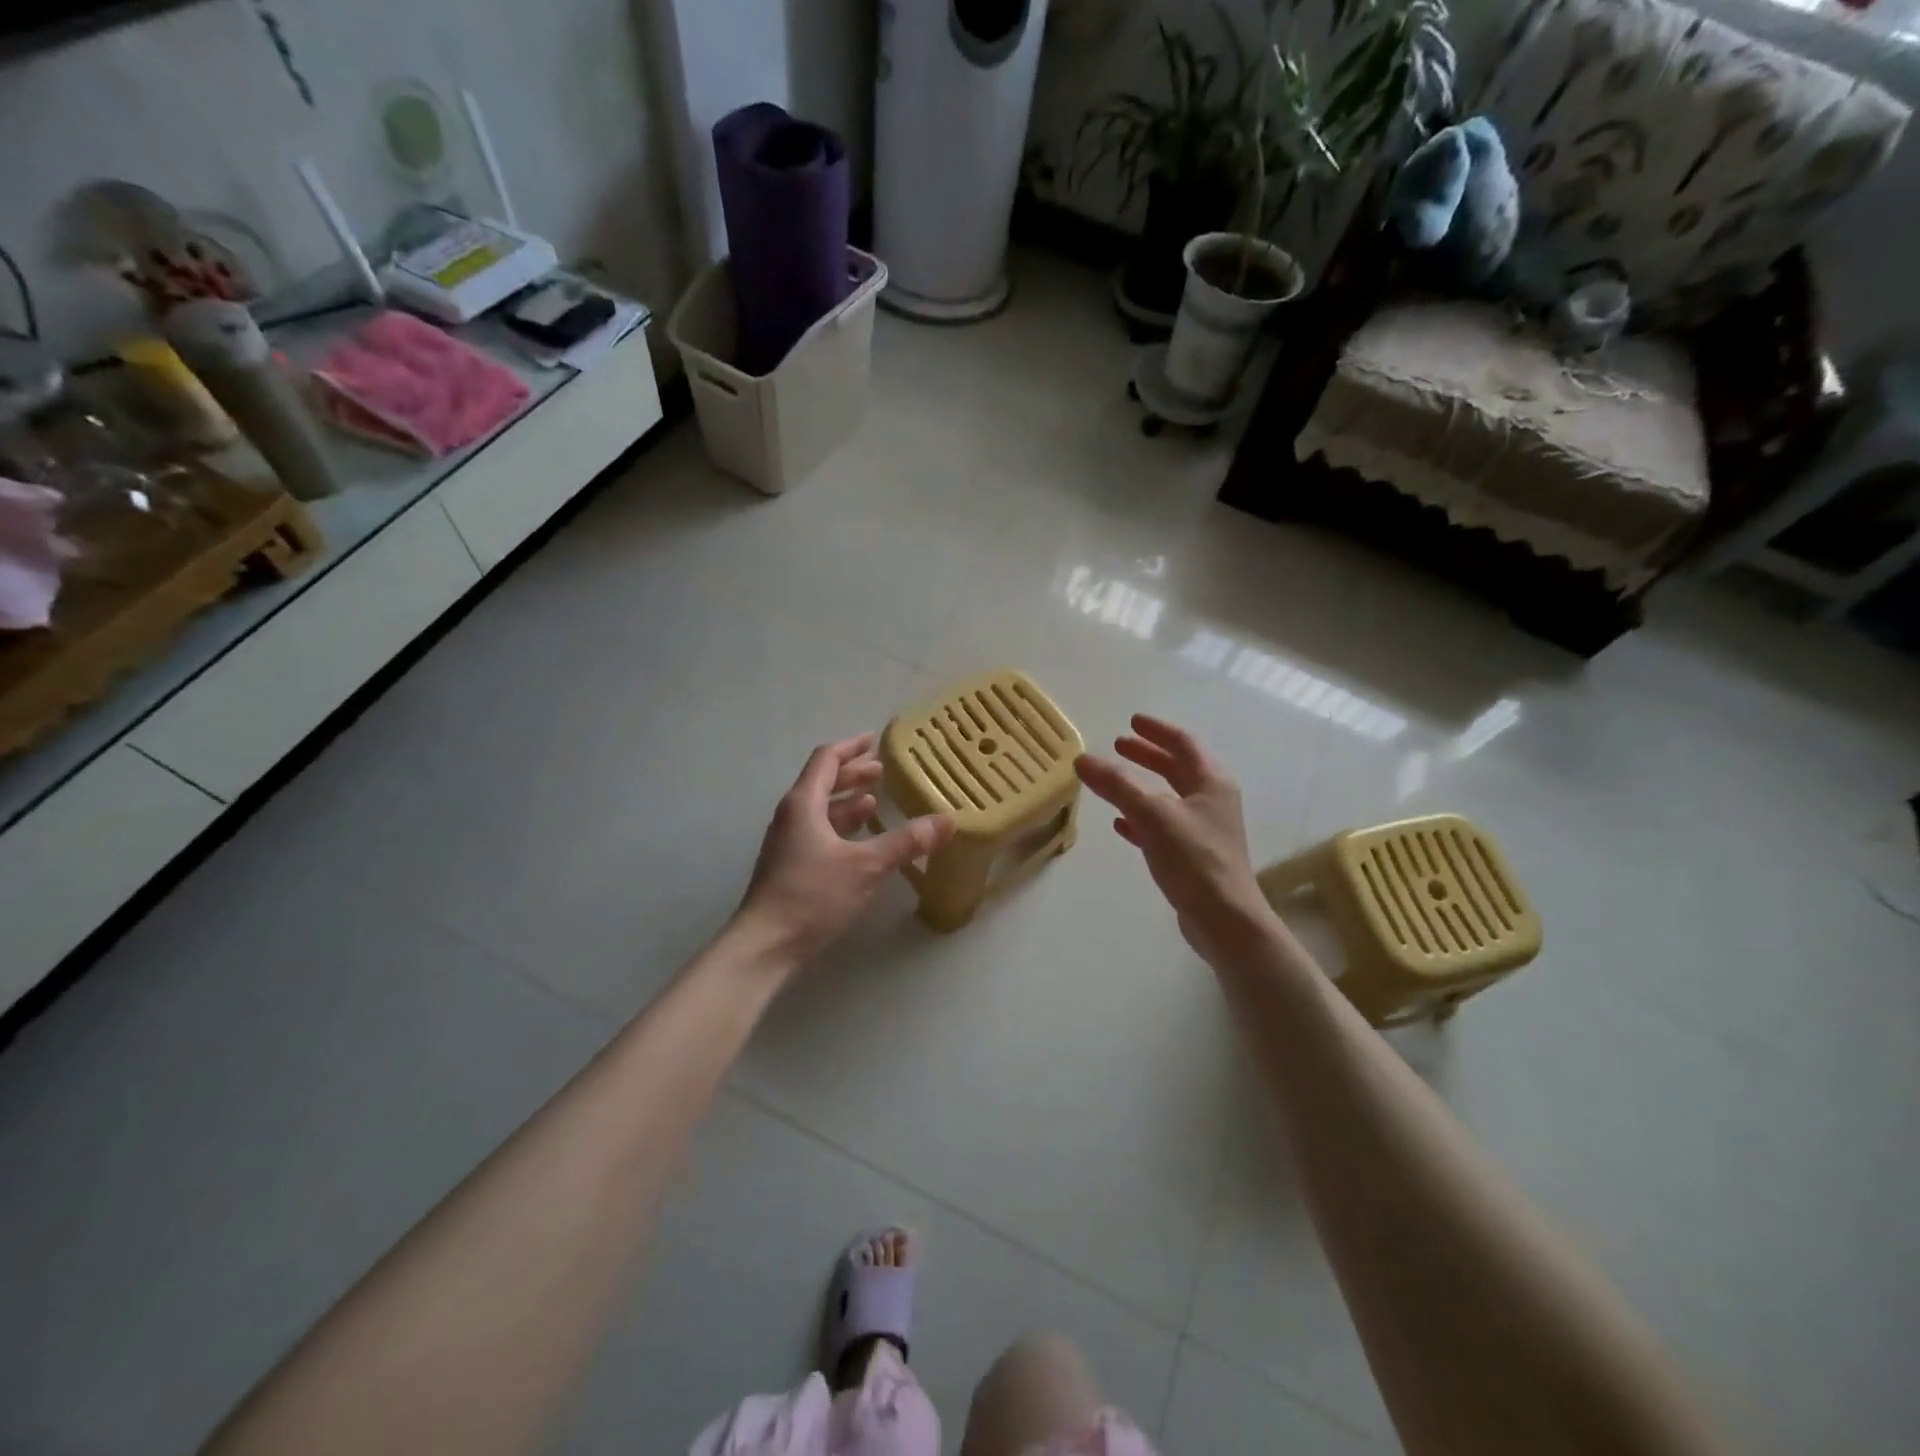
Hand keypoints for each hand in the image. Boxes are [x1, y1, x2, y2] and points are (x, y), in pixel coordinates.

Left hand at [737, 733, 954, 965]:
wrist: (765, 945)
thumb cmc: (812, 895)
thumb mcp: (865, 866)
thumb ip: (905, 842)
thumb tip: (947, 821)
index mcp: (803, 804)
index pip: (826, 760)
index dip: (851, 748)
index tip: (873, 740)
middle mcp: (792, 817)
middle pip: (822, 783)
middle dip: (851, 774)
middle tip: (880, 771)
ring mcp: (788, 843)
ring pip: (820, 810)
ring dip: (846, 802)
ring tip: (873, 801)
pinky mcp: (790, 867)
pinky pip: (819, 832)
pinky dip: (841, 827)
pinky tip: (860, 840)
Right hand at [1075, 715, 1273, 964]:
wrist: (1224, 919)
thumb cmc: (1194, 858)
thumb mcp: (1152, 815)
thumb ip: (1116, 785)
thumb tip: (1082, 758)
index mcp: (1211, 782)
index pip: (1183, 743)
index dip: (1156, 730)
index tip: (1131, 721)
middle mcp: (1211, 800)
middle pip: (1177, 767)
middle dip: (1148, 755)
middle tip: (1117, 746)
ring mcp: (1203, 829)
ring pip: (1168, 797)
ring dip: (1142, 785)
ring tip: (1113, 779)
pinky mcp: (1192, 856)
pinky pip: (1162, 827)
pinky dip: (1141, 819)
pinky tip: (1119, 824)